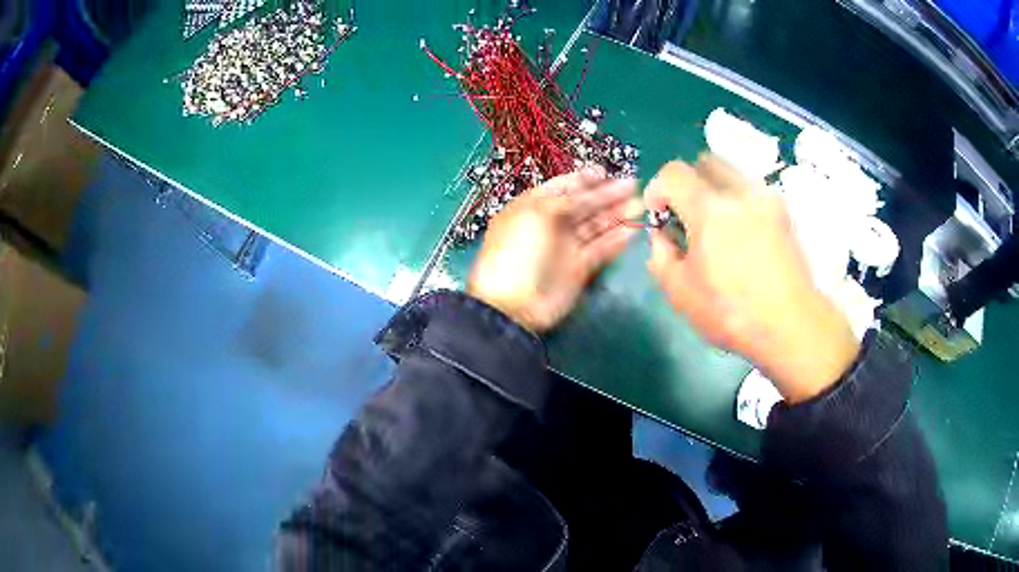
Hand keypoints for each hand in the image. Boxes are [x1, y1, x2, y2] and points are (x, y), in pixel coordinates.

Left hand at [467, 168, 637, 332]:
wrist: (514, 304)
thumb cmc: (520, 251)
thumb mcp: (539, 213)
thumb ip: (568, 199)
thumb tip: (592, 187)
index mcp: (534, 206)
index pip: (564, 187)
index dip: (585, 179)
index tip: (607, 172)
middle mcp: (552, 224)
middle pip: (584, 205)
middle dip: (608, 195)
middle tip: (633, 185)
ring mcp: (566, 247)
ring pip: (596, 226)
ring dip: (617, 214)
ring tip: (640, 205)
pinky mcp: (580, 268)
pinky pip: (601, 249)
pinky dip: (617, 240)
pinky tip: (634, 229)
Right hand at [644, 155, 858, 402]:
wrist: (791, 324)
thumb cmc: (731, 312)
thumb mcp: (680, 291)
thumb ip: (661, 254)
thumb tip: (663, 233)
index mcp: (709, 209)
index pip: (673, 172)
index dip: (658, 189)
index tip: (660, 215)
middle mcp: (739, 191)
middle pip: (704, 162)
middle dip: (688, 182)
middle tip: (688, 215)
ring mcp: (766, 197)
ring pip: (731, 173)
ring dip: (714, 189)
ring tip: (717, 225)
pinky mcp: (783, 210)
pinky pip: (752, 190)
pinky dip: (738, 201)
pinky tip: (742, 234)